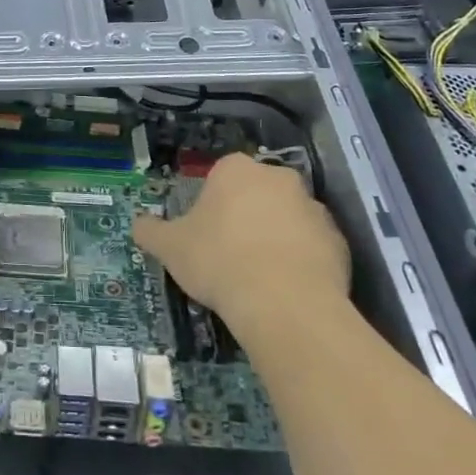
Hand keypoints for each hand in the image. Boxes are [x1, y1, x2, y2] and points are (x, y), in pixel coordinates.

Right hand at [132, 153, 349, 331]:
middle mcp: (278, 178)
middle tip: (230, 253)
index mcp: (236, 170)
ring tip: (260, 277)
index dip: (211, 204)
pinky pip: (314, 247)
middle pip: (257, 193)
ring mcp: (314, 208)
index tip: (205, 233)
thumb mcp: (171, 247)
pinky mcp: (338, 242)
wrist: (284, 304)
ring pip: (288, 218)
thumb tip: (136, 224)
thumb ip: (150, 231)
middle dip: (246, 216)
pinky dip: (302, 261)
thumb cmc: (219, 261)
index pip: (220, 176)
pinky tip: (286, 290)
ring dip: (276, 237)